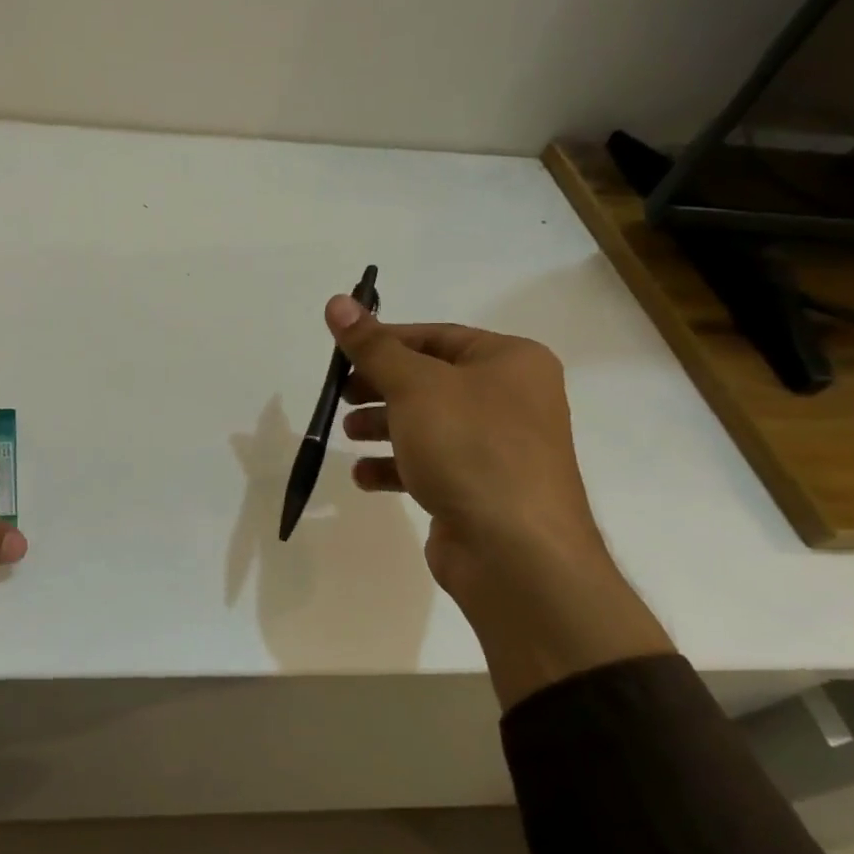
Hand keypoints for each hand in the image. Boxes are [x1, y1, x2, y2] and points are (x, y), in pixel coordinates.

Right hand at [325, 295, 601, 597]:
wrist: (517, 553)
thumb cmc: (470, 449)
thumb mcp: (414, 386)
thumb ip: (372, 346)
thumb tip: (337, 300)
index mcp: (511, 362)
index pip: (436, 336)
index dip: (384, 341)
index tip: (341, 355)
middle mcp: (511, 399)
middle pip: (430, 380)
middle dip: (380, 387)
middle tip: (340, 395)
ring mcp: (498, 448)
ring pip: (428, 423)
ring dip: (383, 425)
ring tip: (348, 433)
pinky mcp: (481, 489)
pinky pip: (431, 464)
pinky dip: (396, 466)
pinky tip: (365, 476)